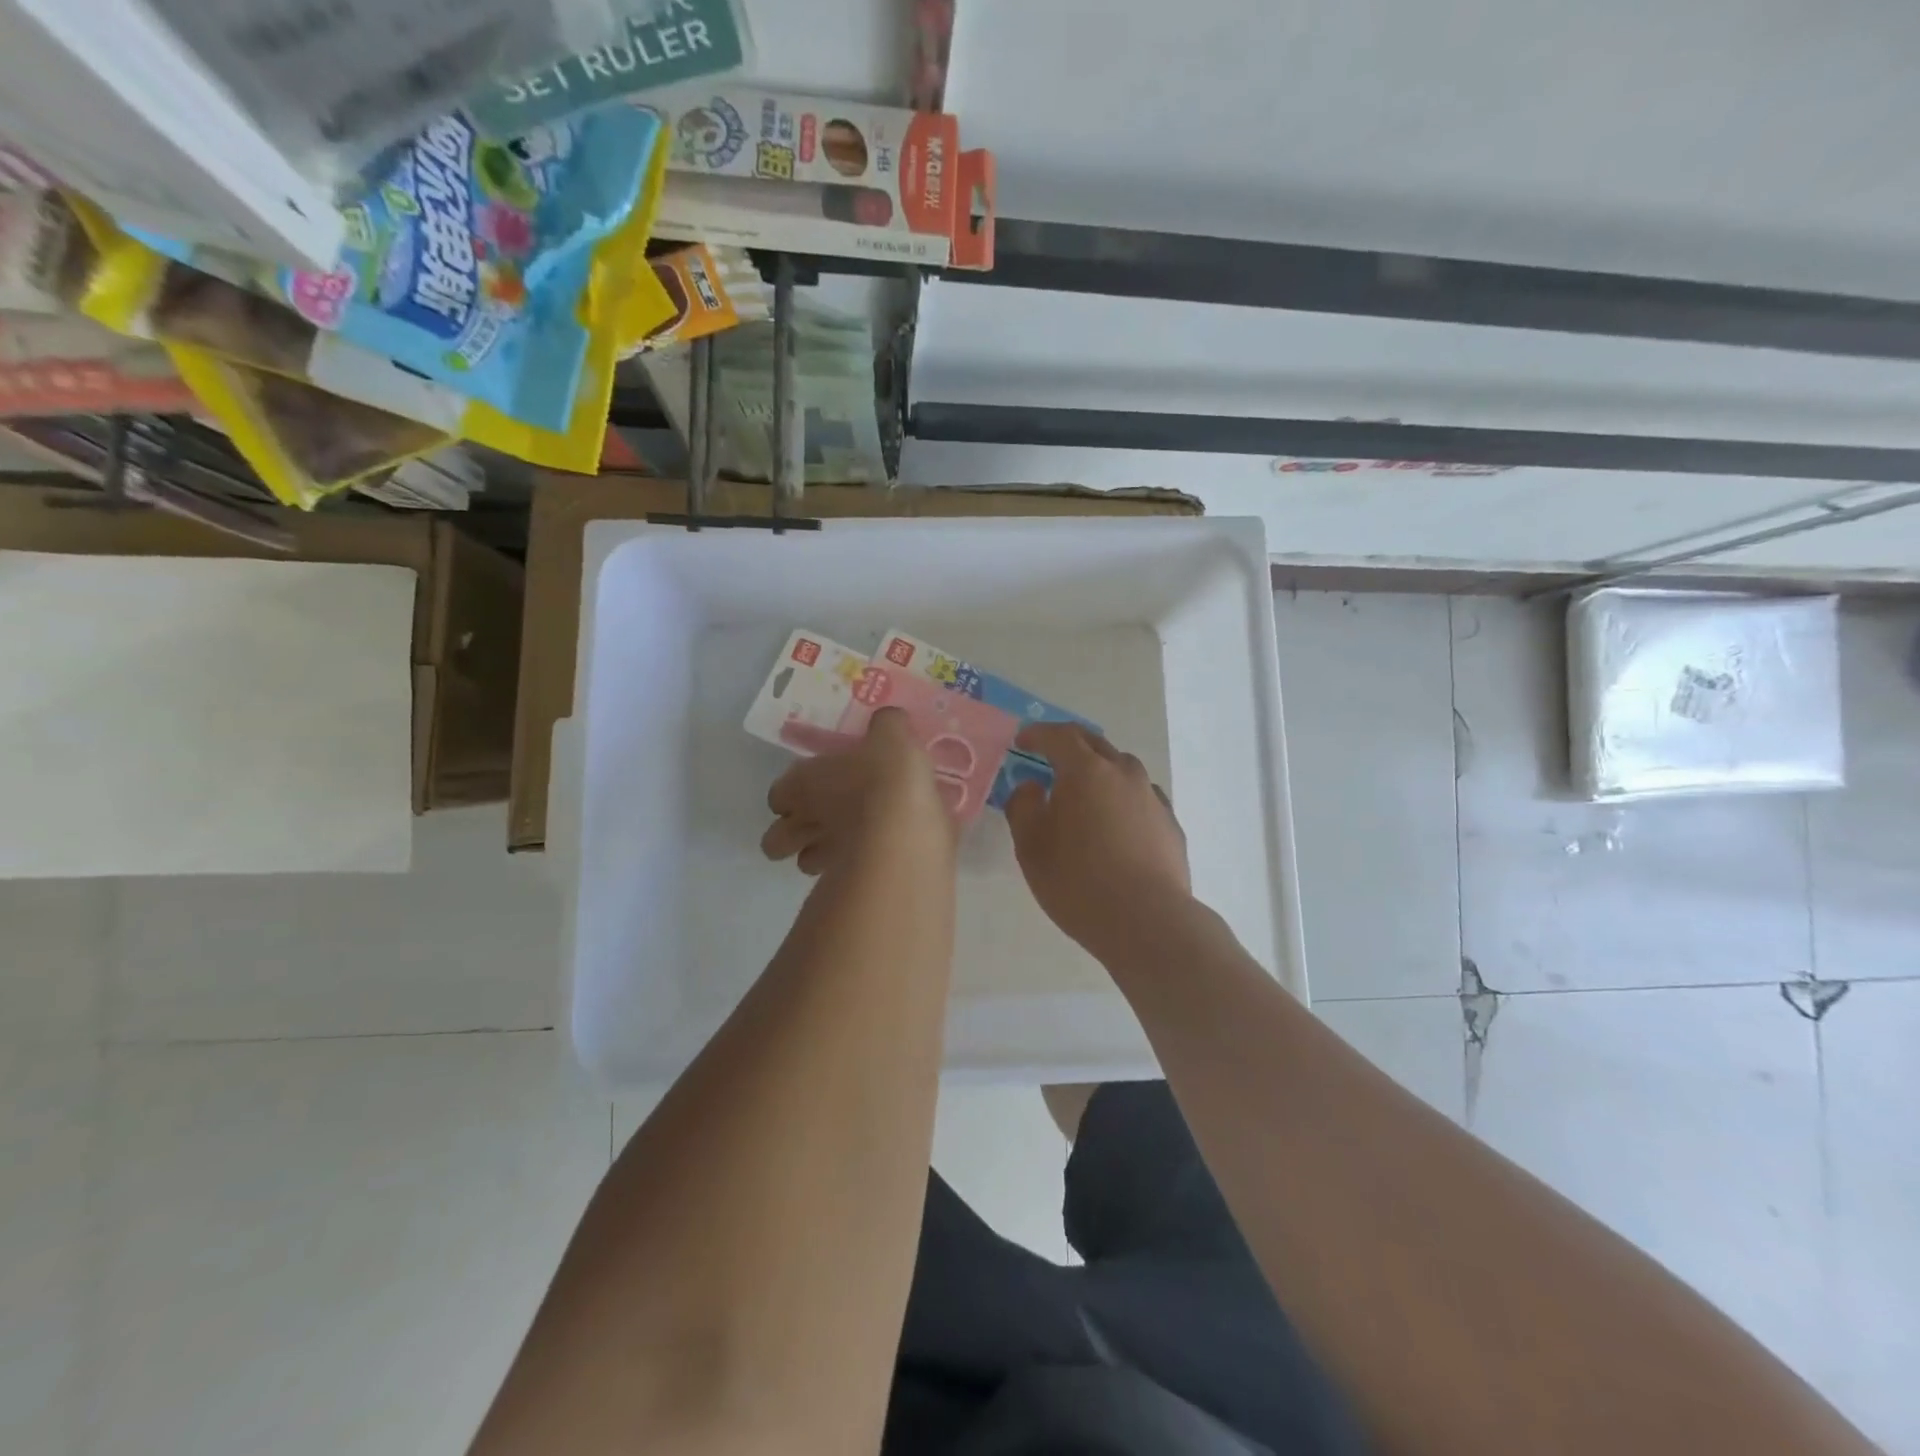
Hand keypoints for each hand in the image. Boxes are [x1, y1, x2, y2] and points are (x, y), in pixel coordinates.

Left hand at [761, 708, 955, 875]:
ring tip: (848, 845)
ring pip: (805, 864)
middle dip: (789, 835)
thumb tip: (888, 721)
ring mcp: (824, 858)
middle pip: (775, 839)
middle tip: (819, 824)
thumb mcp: (893, 735)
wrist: (907, 830)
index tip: (810, 788)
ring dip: (820, 856)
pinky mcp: (849, 883)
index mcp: (804, 782)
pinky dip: (853, 873)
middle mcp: (805, 821)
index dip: (789, 792)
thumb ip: (887, 726)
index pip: (777, 793)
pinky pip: (841, 881)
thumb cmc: (888, 776)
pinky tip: (877, 860)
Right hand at [1004, 724, 1190, 956]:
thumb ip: (1023, 806)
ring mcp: (1152, 797)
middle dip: (1069, 745)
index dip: (1037, 734)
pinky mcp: (1170, 824)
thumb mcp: (1030, 845)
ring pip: (1122, 769)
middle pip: (1094, 744)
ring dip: (1099, 772)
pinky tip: (1116, 825)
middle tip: (1050, 757)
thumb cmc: (1077, 880)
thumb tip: (1031, 787)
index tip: (1022, 741)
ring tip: (1084, 794)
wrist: (1146, 920)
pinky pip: (1140, 798)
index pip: (1059, 736)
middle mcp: (1124, 772)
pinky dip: (1122, 799)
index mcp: (1086, 770)